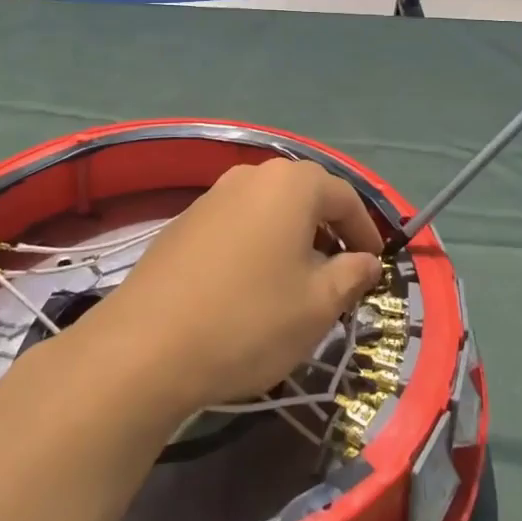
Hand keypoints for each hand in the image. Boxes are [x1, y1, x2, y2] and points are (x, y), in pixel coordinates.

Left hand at [88, 159, 383, 416]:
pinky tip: (251, 284)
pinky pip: (237, 223)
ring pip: (268, 208)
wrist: (146, 345)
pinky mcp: (184, 221)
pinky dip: (257, 243)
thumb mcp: (317, 306)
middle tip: (340, 272)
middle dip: (328, 230)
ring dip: (291, 236)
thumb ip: (350, 275)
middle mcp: (251, 175)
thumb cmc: (249, 320)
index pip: (344, 197)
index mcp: (290, 184)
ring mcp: (212, 195)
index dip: (365, 231)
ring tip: (297, 280)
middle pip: (304, 195)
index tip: (375, 265)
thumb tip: (365, 261)